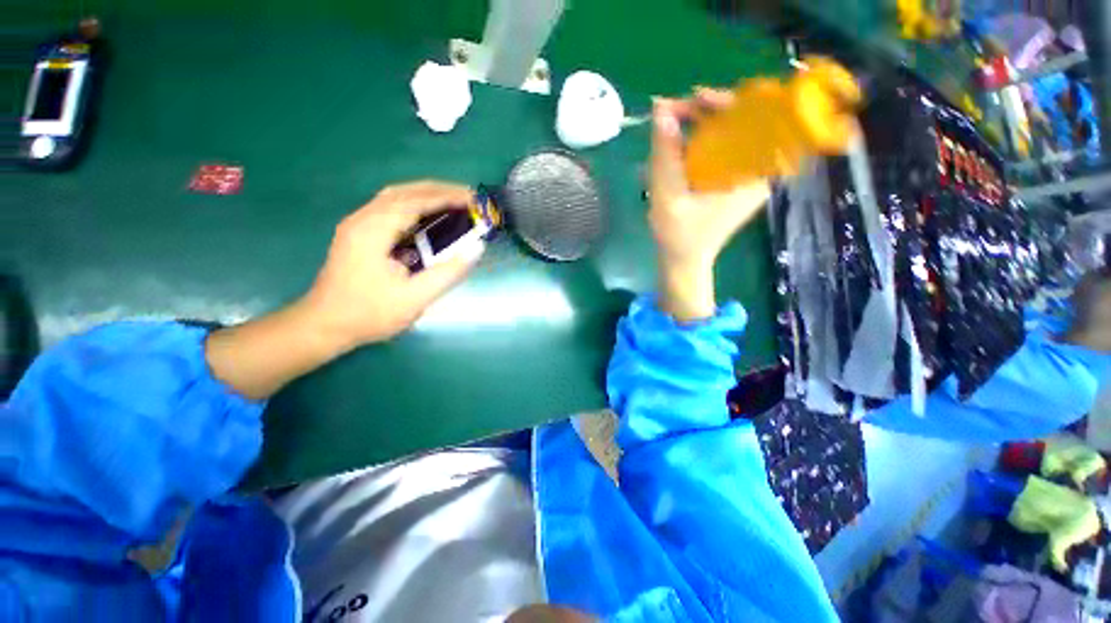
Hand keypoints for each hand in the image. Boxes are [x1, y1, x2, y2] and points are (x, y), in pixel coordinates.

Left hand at [300, 181, 483, 347]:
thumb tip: (477, 247)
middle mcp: (363, 219)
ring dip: (427, 196)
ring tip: (453, 203)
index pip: (416, 201)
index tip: (474, 201)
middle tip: (469, 200)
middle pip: (405, 192)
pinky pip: (391, 209)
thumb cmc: (370, 314)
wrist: (325, 325)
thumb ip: (448, 273)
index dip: (448, 198)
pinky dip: (415, 207)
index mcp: (373, 230)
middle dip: (440, 191)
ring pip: (396, 197)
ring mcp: (358, 224)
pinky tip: (429, 218)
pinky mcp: (359, 234)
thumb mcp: (415, 298)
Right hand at [650, 89, 770, 321]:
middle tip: (673, 112)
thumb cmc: (679, 236)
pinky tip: (678, 145)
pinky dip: (699, 142)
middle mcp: (757, 172)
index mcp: (753, 175)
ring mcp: (745, 177)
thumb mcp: (668, 196)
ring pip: (730, 135)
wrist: (684, 261)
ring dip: (700, 126)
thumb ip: (665, 154)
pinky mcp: (733, 182)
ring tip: (669, 126)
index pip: (758, 121)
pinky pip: (722, 150)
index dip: (729, 102)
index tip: (697, 98)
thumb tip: (661, 109)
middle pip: (742, 124)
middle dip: (707, 112)